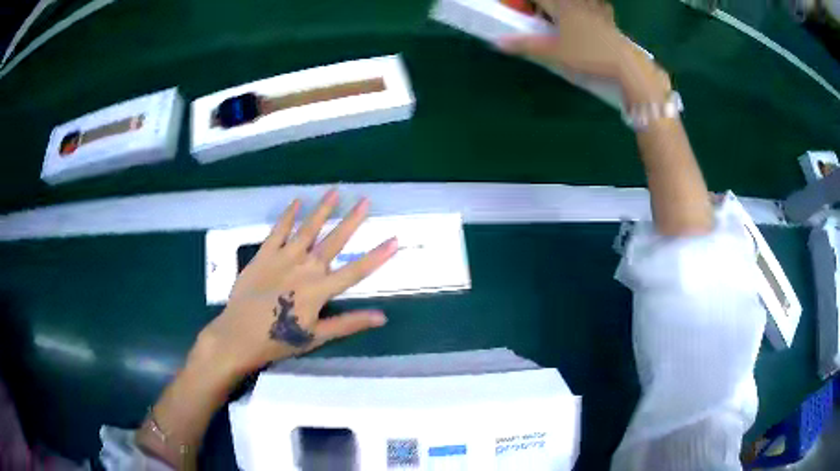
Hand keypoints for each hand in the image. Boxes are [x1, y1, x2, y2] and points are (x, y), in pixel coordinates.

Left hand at [196, 190, 397, 378]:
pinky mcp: (264, 254)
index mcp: (320, 290)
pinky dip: (288, 216)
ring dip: (322, 210)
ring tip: (335, 191)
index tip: (395, 240)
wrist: (238, 335)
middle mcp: (305, 268)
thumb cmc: (278, 340)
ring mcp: (283, 258)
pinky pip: (278, 231)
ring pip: (307, 229)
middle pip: (333, 242)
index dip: (377, 256)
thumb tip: (382, 316)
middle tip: (365, 201)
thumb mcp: (316, 336)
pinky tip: (296, 202)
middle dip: (352, 221)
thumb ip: (348, 323)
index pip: (355, 271)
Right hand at [498, 0, 670, 103]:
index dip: (528, 3)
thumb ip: (525, 45)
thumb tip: (497, 42)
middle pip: (558, 0)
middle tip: (543, 16)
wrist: (626, 65)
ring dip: (571, 6)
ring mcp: (597, 10)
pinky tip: (593, 12)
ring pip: (581, 2)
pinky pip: (599, 6)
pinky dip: (593, 7)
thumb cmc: (587, 55)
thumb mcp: (553, 52)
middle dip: (548, 6)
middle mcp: (578, 3)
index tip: (524, 9)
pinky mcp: (610, 20)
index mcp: (561, 6)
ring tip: (566, 15)